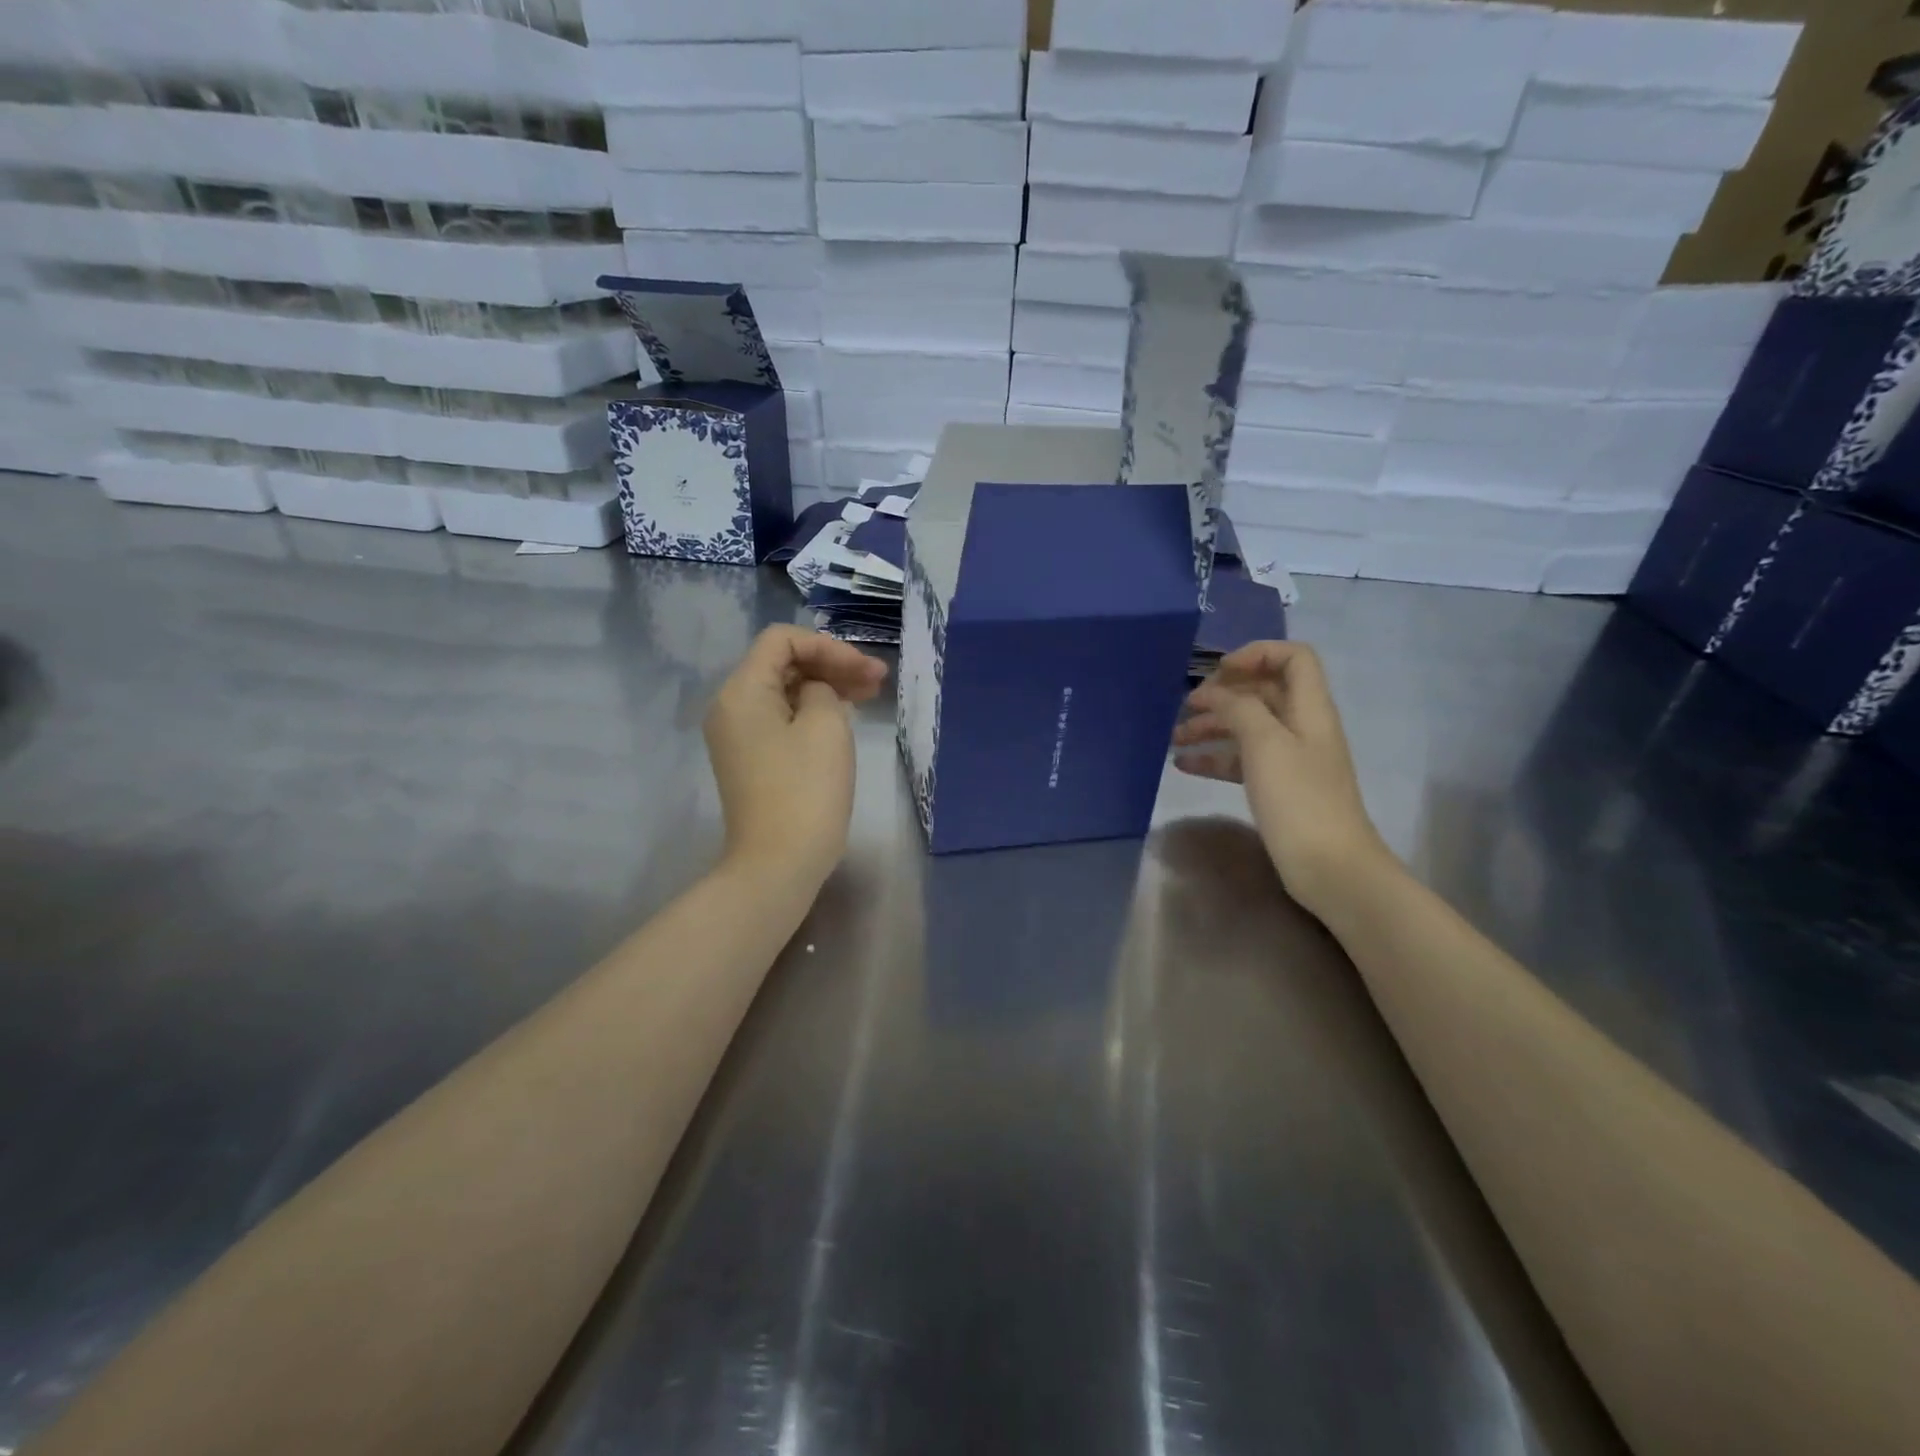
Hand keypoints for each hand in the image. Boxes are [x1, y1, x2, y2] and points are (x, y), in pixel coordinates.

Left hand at [704, 625, 887, 891]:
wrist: (779, 863)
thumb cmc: (805, 790)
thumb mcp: (826, 725)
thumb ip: (824, 689)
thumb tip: (816, 693)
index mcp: (742, 691)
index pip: (782, 640)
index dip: (828, 646)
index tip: (864, 670)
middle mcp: (732, 707)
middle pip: (783, 664)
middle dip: (832, 665)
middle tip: (879, 679)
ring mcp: (739, 736)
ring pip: (786, 693)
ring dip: (827, 687)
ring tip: (871, 694)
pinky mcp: (752, 760)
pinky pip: (783, 719)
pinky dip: (813, 712)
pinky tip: (846, 717)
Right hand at [1172, 641, 1395, 917]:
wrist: (1329, 866)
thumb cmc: (1298, 799)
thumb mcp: (1265, 744)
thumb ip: (1240, 708)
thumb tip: (1217, 694)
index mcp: (1309, 709)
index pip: (1292, 658)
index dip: (1256, 654)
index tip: (1218, 673)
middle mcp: (1301, 727)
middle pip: (1262, 693)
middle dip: (1223, 695)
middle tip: (1186, 708)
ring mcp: (1290, 759)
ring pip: (1247, 728)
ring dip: (1212, 727)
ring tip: (1174, 739)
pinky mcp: (1278, 787)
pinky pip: (1242, 760)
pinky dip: (1215, 758)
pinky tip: (1184, 766)